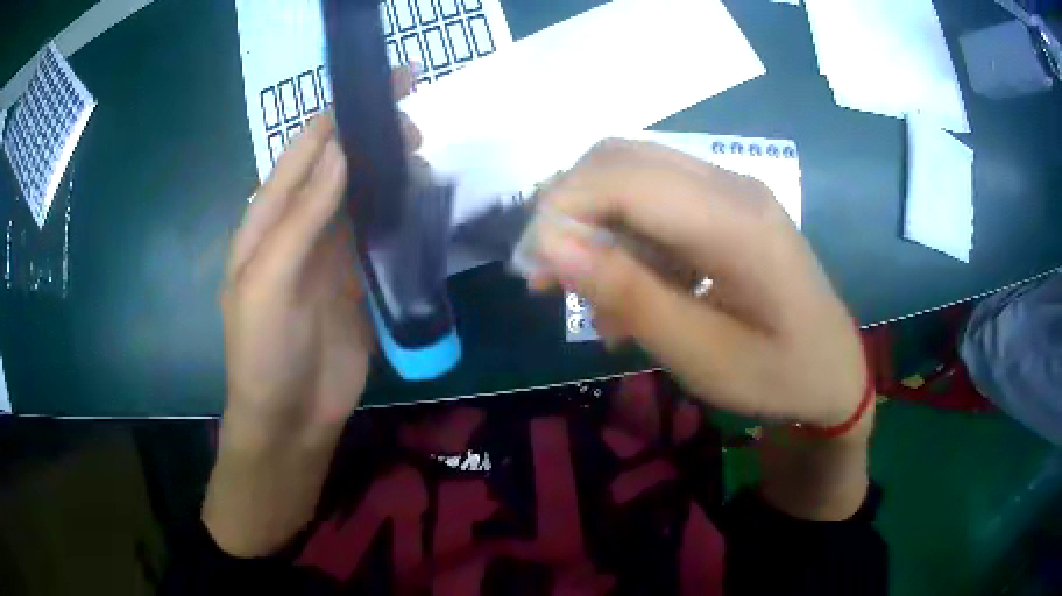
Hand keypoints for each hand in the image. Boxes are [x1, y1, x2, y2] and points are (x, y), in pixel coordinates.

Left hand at [205, 68, 418, 557]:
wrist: (291, 419)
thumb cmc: (264, 352)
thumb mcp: (269, 281)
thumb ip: (302, 216)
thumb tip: (340, 150)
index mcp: (267, 220)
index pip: (304, 151)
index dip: (340, 116)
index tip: (382, 88)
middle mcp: (300, 226)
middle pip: (337, 167)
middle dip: (372, 138)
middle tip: (414, 128)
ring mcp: (332, 252)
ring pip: (363, 195)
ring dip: (390, 172)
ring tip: (423, 157)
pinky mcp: (359, 279)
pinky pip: (381, 234)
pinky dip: (400, 213)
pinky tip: (422, 201)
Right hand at [531, 140, 867, 431]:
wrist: (833, 374)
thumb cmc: (777, 376)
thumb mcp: (700, 354)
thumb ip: (628, 293)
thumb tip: (551, 244)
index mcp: (734, 220)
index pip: (623, 178)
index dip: (562, 209)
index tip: (532, 269)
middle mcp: (731, 185)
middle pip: (622, 160)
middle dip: (570, 209)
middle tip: (548, 276)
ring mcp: (732, 191)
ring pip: (635, 177)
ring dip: (597, 227)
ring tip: (592, 301)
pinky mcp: (729, 207)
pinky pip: (659, 202)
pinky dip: (628, 241)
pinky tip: (629, 295)